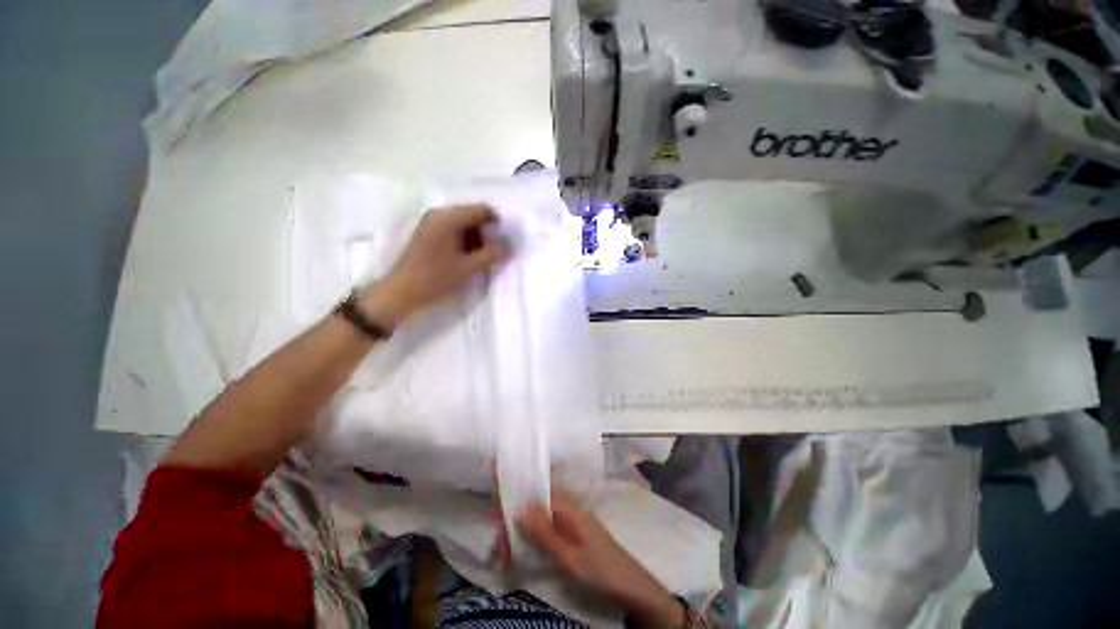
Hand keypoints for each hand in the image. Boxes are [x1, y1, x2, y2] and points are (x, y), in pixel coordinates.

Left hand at [360, 204, 508, 326]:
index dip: (498, 224)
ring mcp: (431, 223)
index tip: (506, 242)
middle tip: (496, 253)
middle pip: (472, 216)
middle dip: (487, 233)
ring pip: (463, 224)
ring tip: (483, 258)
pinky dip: (464, 242)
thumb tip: (509, 246)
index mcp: (449, 218)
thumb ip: (492, 254)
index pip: (482, 210)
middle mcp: (439, 214)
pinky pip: (452, 231)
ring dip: (476, 239)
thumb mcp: (469, 268)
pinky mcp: (427, 234)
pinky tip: (468, 258)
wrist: (401, 293)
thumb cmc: (436, 278)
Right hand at [515, 488, 685, 628]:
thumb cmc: (600, 569)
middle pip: (534, 501)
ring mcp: (571, 518)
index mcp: (568, 506)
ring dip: (520, 529)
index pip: (536, 486)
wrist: (631, 585)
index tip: (494, 474)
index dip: (516, 483)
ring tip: (504, 554)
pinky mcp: (572, 530)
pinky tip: (522, 550)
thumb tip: (519, 508)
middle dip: (512, 517)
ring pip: (538, 514)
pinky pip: (546, 525)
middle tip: (498, 547)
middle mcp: (568, 506)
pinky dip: (531, 535)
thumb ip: (545, 532)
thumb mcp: (569, 556)